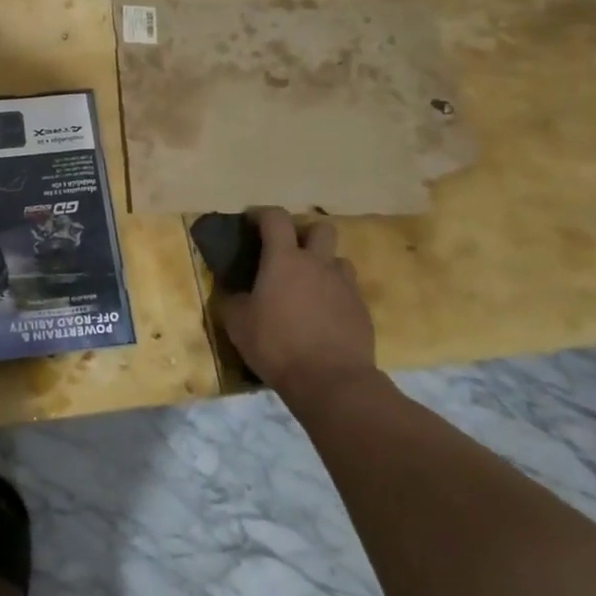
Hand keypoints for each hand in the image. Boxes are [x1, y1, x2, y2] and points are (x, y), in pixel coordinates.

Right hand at [215, 208, 377, 405]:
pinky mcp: (362, 310)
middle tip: (288, 253)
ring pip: (338, 260)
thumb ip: (232, 300)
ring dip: (323, 266)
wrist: (331, 381)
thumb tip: (233, 292)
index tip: (251, 222)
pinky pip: (349, 291)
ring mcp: (345, 286)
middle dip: (304, 234)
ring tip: (309, 287)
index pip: (275, 218)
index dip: (262, 214)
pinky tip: (323, 316)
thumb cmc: (277, 345)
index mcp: (284, 259)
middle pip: (320, 228)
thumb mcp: (237, 323)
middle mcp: (318, 264)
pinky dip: (335, 295)